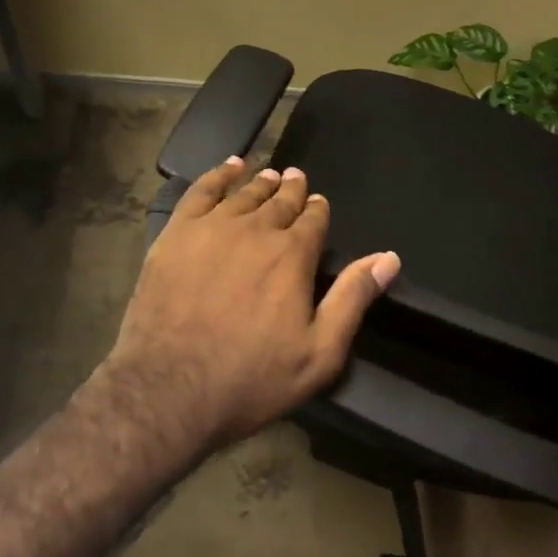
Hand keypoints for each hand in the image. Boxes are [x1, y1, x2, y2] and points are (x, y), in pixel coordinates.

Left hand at [107, 157, 399, 448]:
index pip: (312, 220)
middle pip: (279, 201)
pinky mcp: (176, 233)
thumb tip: (388, 258)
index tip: (319, 204)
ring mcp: (212, 228)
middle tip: (296, 178)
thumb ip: (352, 299)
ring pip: (244, 194)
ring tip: (269, 175)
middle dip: (292, 190)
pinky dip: (218, 175)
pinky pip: (201, 191)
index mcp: (292, 256)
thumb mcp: (318, 353)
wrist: (168, 388)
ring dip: (260, 183)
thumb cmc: (250, 379)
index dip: (318, 210)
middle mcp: (256, 230)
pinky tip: (228, 167)